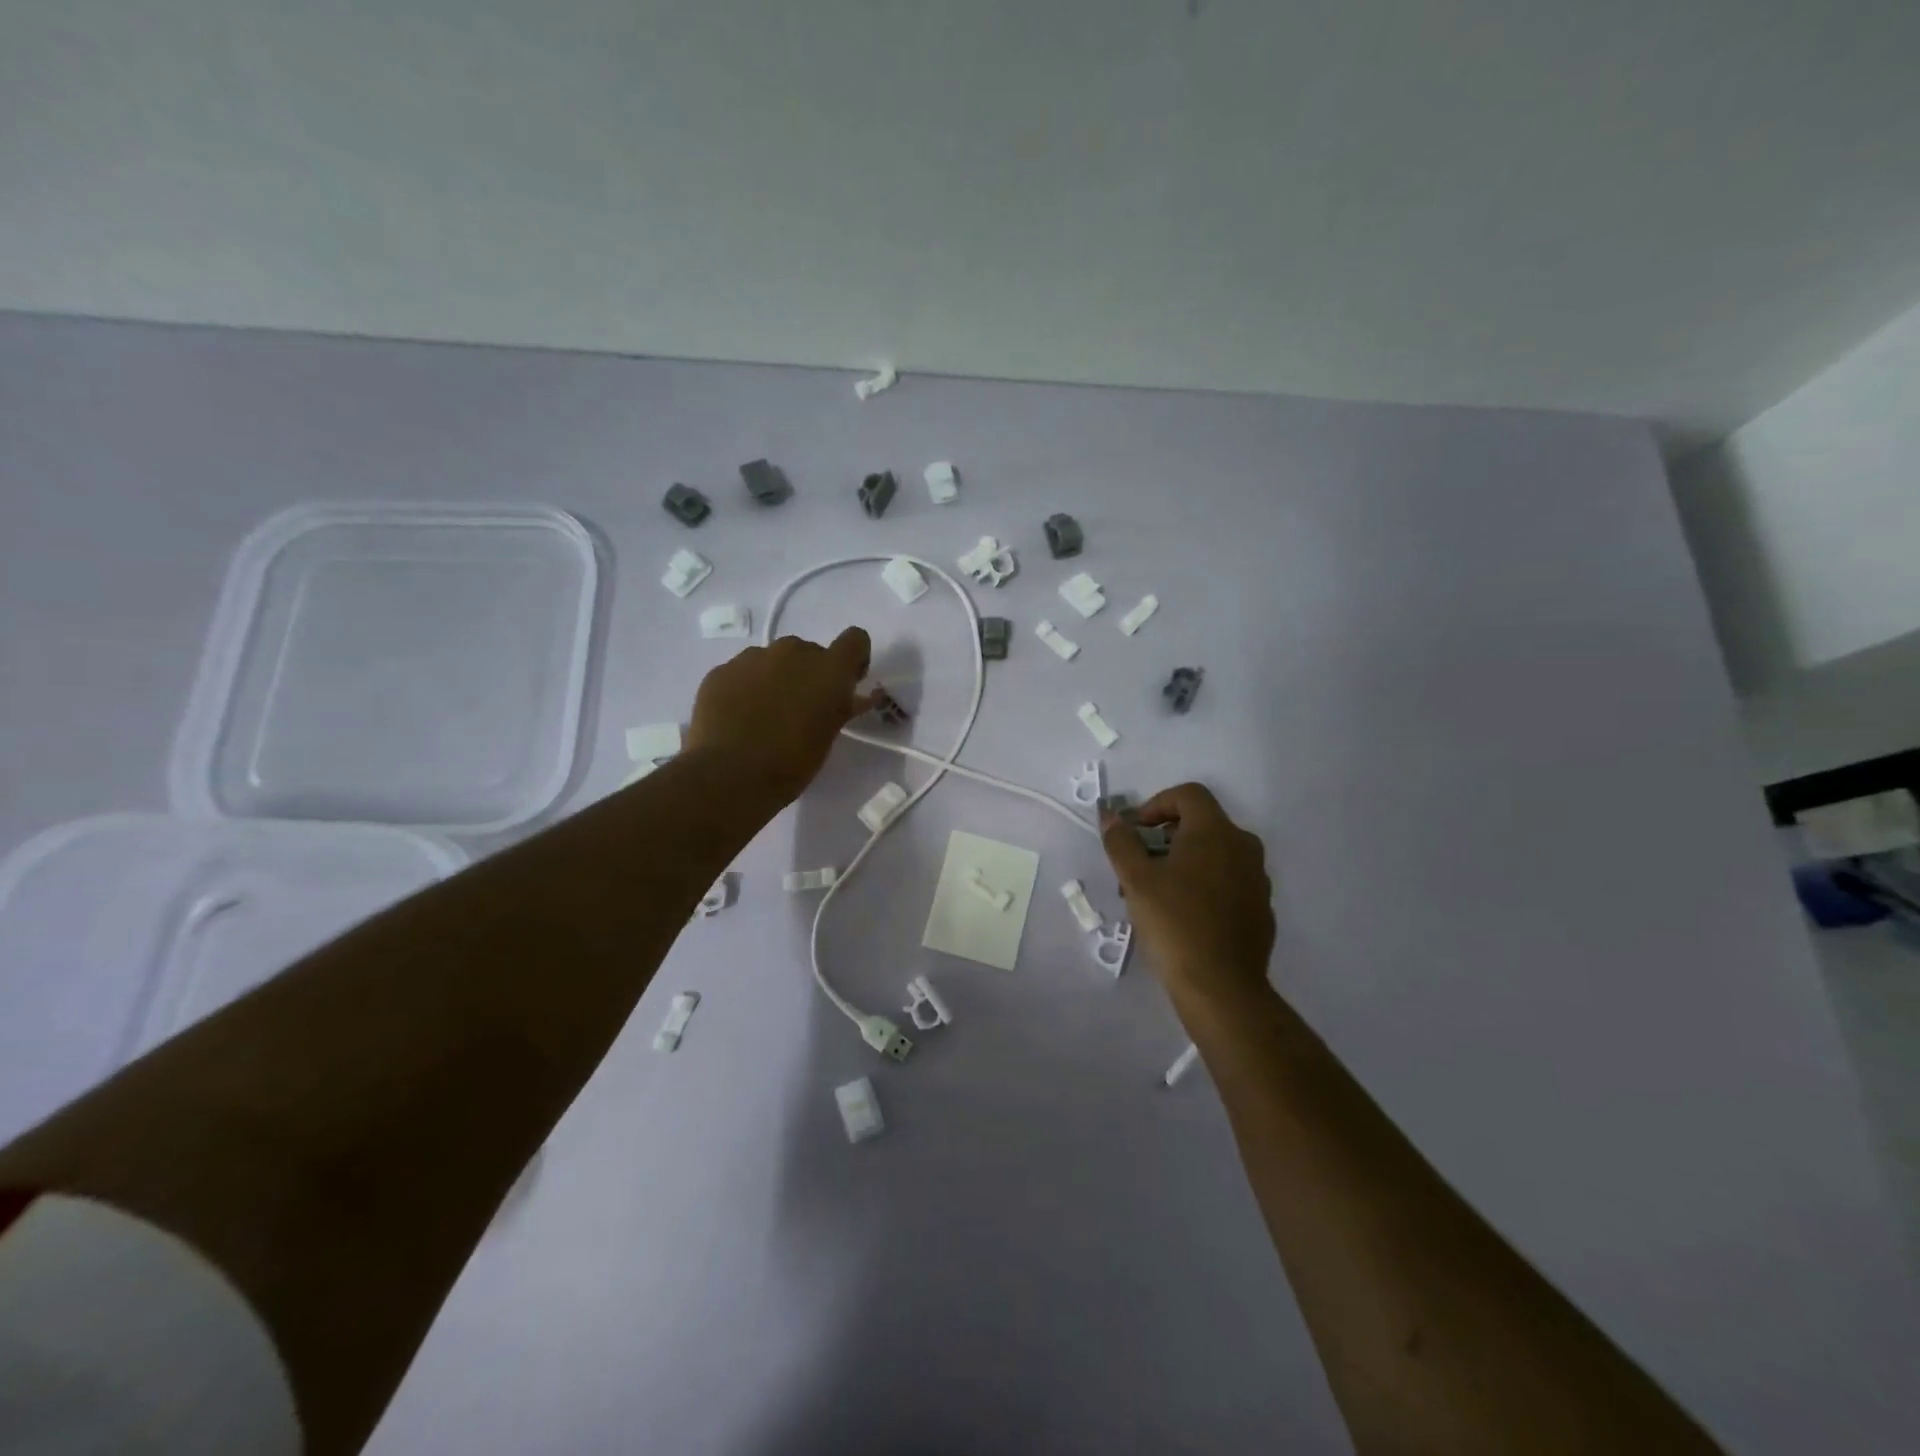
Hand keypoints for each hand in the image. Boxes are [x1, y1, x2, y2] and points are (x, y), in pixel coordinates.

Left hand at [686, 629, 875, 802]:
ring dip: (776, 679)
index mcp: (828, 669)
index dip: (852, 660)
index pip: (855, 640)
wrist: (729, 775)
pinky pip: (742, 672)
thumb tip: (852, 698)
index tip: (845, 685)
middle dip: (809, 675)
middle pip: (810, 651)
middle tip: (800, 709)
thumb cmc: (791, 762)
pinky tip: (739, 718)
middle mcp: (793, 651)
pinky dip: (746, 688)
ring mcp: (753, 657)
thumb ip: (842, 707)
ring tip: (764, 716)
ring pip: (773, 660)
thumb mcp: (828, 736)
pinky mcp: (721, 670)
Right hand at [1102, 783, 1275, 1005]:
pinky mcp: (1260, 908)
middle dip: (1164, 838)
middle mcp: (1243, 846)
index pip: (1188, 794)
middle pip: (1200, 824)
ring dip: (1181, 863)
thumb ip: (1121, 841)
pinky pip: (1227, 881)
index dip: (1156, 804)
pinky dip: (1202, 885)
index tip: (1135, 832)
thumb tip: (1112, 817)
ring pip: (1213, 855)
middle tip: (1137, 867)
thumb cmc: (1174, 922)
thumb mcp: (1135, 879)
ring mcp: (1257, 879)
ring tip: (1153, 896)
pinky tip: (1181, 917)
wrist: (1221, 986)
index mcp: (1216, 831)